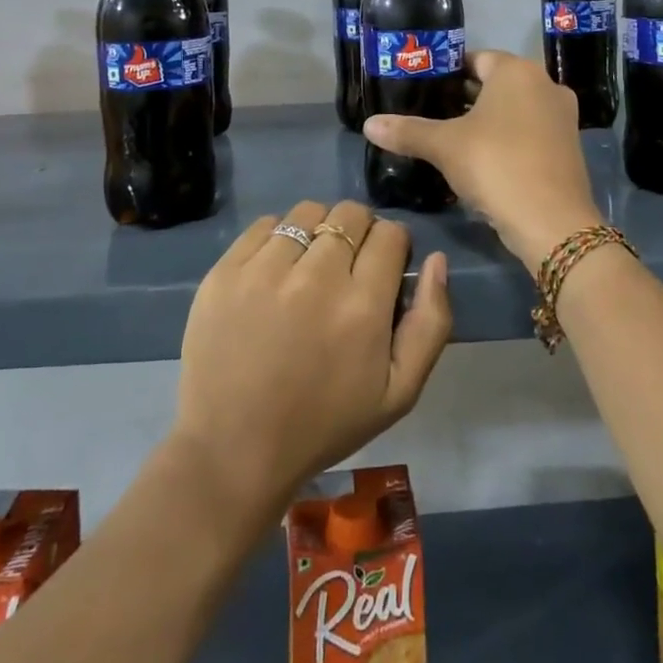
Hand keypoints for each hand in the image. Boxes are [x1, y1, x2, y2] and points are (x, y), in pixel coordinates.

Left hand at [171, 200, 451, 511]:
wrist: (233, 450)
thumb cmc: (324, 424)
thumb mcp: (399, 393)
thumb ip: (431, 323)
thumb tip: (437, 260)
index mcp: (362, 306)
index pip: (390, 234)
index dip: (392, 247)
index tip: (382, 270)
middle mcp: (316, 277)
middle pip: (351, 214)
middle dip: (359, 232)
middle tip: (346, 267)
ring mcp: (265, 271)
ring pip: (308, 211)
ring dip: (318, 230)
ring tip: (309, 265)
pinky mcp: (225, 271)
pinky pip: (264, 224)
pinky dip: (278, 238)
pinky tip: (275, 270)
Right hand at [365, 51, 603, 269]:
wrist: (552, 221)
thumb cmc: (495, 165)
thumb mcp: (444, 146)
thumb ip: (408, 131)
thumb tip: (369, 124)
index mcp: (517, 71)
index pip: (476, 58)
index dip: (448, 71)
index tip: (424, 88)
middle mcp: (545, 84)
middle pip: (497, 83)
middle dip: (465, 97)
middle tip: (431, 114)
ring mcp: (562, 116)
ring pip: (515, 108)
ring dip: (487, 120)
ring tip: (452, 138)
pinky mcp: (569, 146)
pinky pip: (530, 130)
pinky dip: (508, 138)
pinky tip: (483, 159)